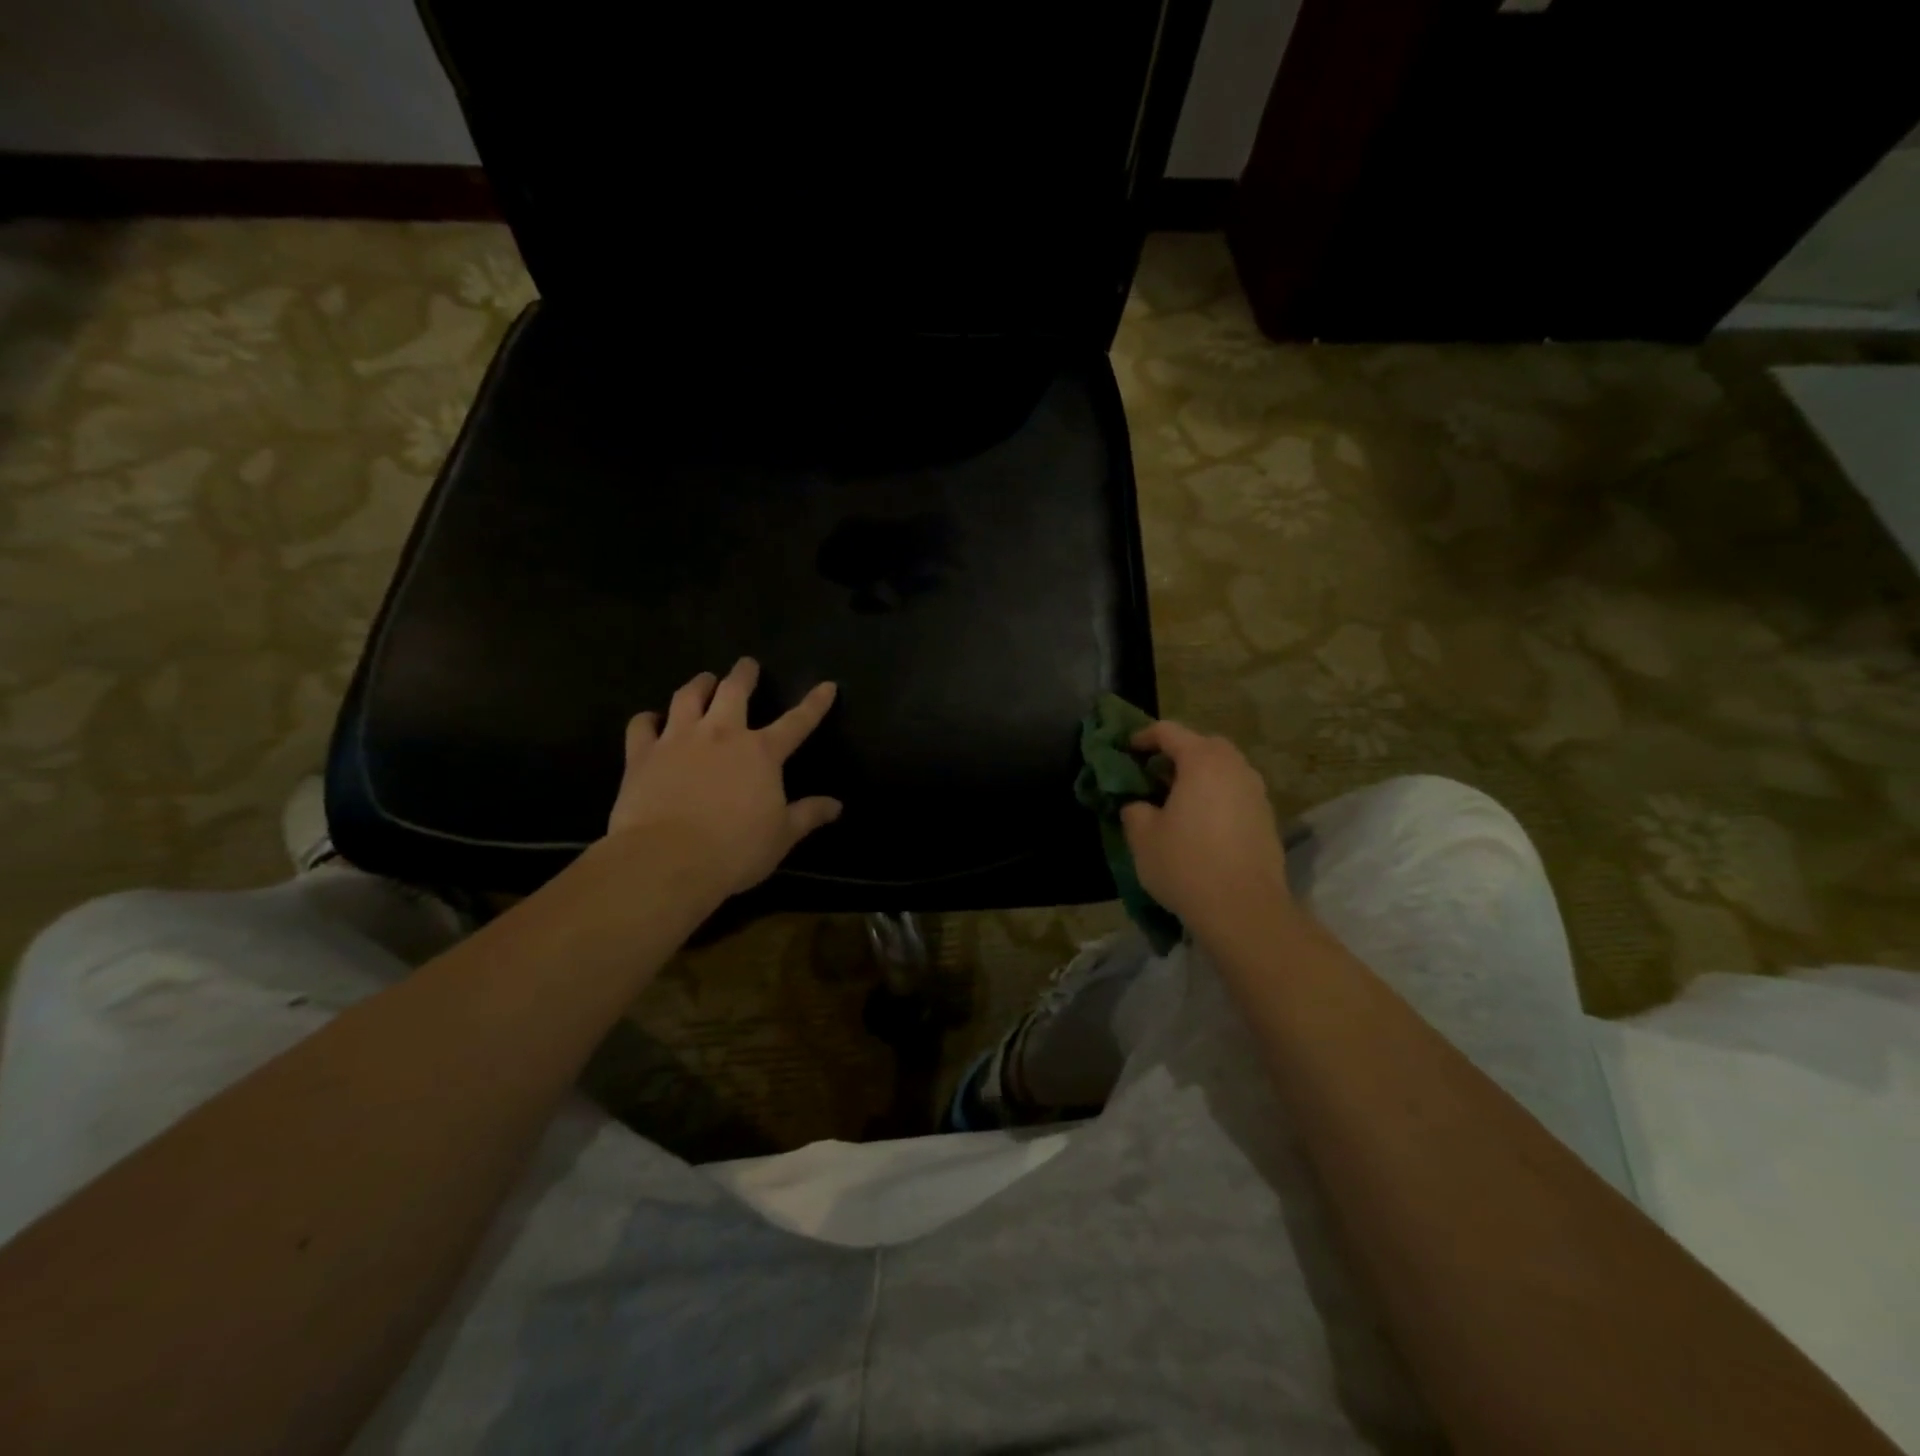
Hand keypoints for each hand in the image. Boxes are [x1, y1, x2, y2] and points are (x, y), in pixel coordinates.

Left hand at [606, 659, 841, 900]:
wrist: (667, 859)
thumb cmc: (734, 849)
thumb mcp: (782, 836)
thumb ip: (808, 815)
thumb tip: (836, 805)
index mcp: (761, 752)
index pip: (797, 722)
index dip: (815, 703)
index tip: (827, 685)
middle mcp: (721, 734)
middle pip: (734, 691)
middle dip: (744, 674)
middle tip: (747, 664)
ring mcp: (678, 739)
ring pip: (687, 697)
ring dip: (698, 684)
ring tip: (704, 679)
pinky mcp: (642, 754)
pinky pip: (642, 725)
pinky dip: (647, 719)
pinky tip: (650, 720)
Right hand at [1119, 720, 1293, 941]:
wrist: (1244, 910)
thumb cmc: (1186, 865)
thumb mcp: (1143, 838)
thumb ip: (1135, 811)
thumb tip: (1138, 805)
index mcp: (1202, 761)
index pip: (1169, 731)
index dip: (1144, 736)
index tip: (1128, 749)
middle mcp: (1234, 768)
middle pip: (1204, 745)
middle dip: (1178, 752)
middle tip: (1155, 773)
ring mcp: (1256, 793)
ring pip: (1225, 769)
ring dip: (1201, 775)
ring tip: (1178, 798)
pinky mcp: (1267, 819)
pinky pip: (1236, 793)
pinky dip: (1217, 796)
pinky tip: (1202, 823)